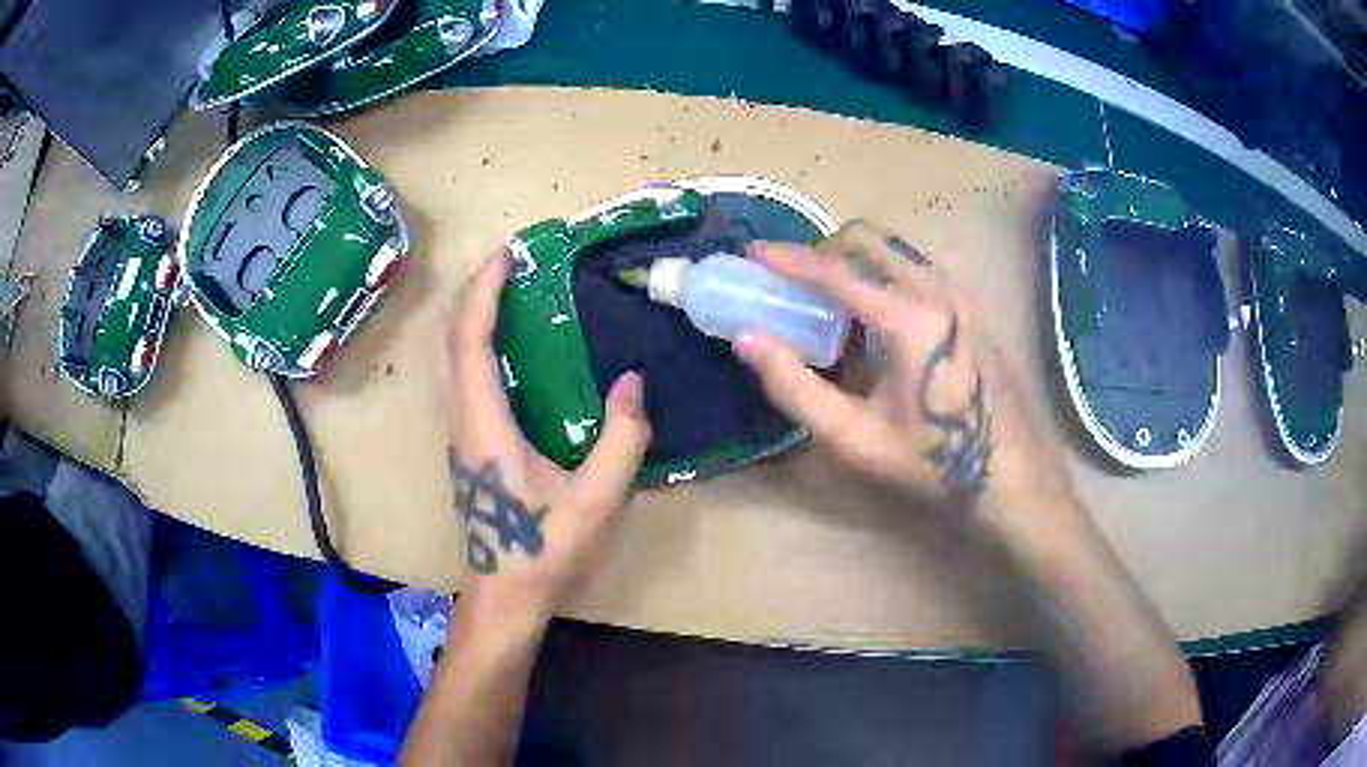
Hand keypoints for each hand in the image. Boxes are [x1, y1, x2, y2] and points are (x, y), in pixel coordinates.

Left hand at [443, 249, 652, 634]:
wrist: (506, 597)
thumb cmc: (545, 551)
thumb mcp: (597, 500)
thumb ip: (622, 440)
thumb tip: (633, 382)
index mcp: (485, 426)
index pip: (472, 342)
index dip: (484, 292)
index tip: (507, 254)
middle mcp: (463, 421)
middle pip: (454, 342)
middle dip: (476, 293)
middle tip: (513, 262)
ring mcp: (462, 434)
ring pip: (455, 360)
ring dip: (476, 317)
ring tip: (514, 292)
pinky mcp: (471, 446)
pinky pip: (466, 379)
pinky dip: (482, 345)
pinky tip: (515, 348)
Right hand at [733, 221, 1067, 513]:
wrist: (1009, 469)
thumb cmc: (931, 459)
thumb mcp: (855, 438)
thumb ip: (795, 387)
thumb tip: (747, 339)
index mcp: (908, 318)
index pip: (836, 271)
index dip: (788, 259)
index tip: (754, 252)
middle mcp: (937, 287)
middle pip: (867, 238)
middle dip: (823, 249)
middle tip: (796, 281)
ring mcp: (960, 289)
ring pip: (895, 247)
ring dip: (856, 259)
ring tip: (834, 298)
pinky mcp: (971, 300)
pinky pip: (918, 264)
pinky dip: (886, 270)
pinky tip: (879, 313)